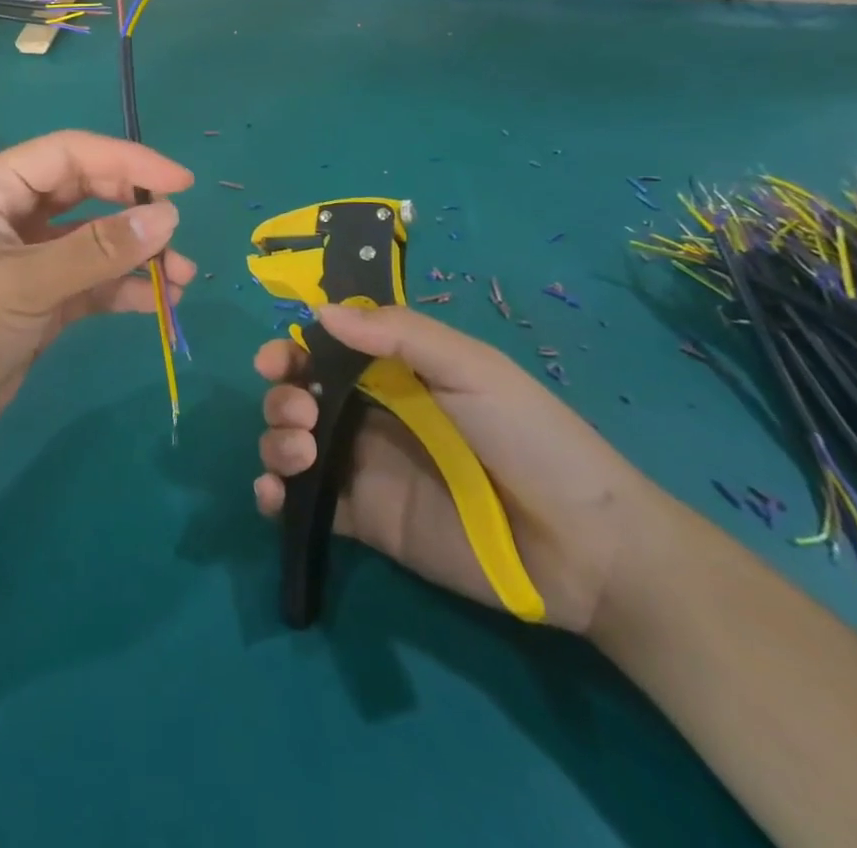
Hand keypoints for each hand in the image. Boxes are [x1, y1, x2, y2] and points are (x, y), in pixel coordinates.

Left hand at [0, 130, 193, 473]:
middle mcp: (7, 216)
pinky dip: (120, 290)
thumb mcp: (20, 287)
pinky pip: (87, 284)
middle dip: (134, 212)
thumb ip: (96, 252)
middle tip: (180, 235)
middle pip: (84, 194)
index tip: (182, 184)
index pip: (68, 155)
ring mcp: (22, 262)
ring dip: (135, 256)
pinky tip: (156, 303)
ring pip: (91, 242)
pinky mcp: (33, 304)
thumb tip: (169, 218)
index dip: (127, 162)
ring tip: (182, 280)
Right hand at [253, 304, 659, 633]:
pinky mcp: (363, 520)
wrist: (583, 545)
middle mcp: (369, 415)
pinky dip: (274, 495)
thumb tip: (320, 311)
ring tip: (300, 452)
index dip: (293, 351)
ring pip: (291, 443)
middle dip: (281, 396)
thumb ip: (401, 335)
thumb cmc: (530, 437)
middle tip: (300, 412)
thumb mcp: (472, 368)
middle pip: (299, 395)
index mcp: (394, 374)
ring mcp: (363, 468)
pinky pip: (304, 503)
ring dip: (274, 440)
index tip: (274, 360)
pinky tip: (273, 495)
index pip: (325, 352)